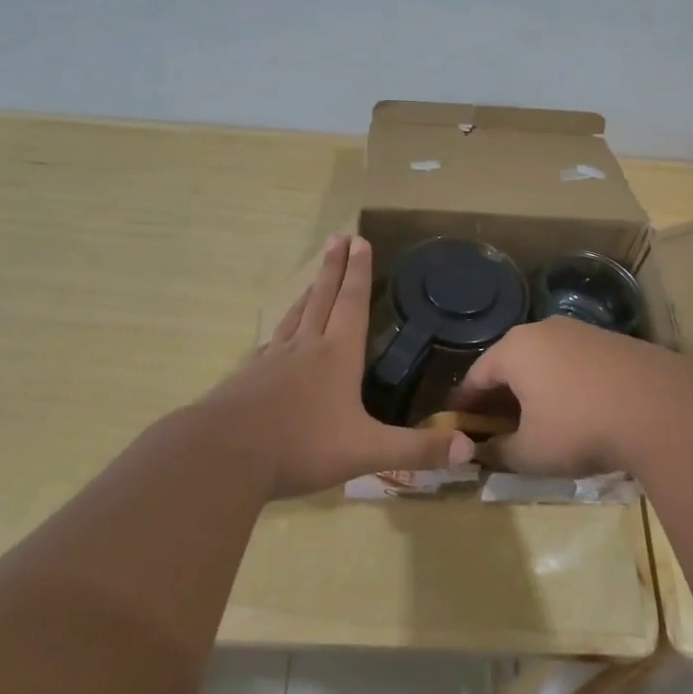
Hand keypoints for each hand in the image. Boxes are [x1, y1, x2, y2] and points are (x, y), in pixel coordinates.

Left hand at [196, 235, 473, 498]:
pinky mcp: (248, 379)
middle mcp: (305, 348)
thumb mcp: (367, 451)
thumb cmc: (302, 446)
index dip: (359, 272)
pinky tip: (278, 339)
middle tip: (337, 237)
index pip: (352, 303)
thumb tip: (469, 449)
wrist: (224, 455)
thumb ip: (416, 450)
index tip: (360, 241)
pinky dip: (282, 331)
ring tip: (314, 278)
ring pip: (295, 317)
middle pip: (322, 298)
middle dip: (333, 268)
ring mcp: (272, 361)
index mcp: (336, 355)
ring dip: (308, 292)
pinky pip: (271, 345)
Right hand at [451, 317, 692, 478]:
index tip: (460, 425)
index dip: (466, 404)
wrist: (662, 410)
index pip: (476, 375)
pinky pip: (575, 362)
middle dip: (501, 395)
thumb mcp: (531, 453)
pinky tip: (578, 410)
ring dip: (535, 388)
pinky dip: (566, 384)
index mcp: (514, 349)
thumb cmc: (580, 428)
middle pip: (510, 363)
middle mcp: (542, 330)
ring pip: (544, 361)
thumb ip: (498, 453)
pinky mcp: (613, 340)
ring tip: (539, 419)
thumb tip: (481, 453)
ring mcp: (580, 331)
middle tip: (498, 426)